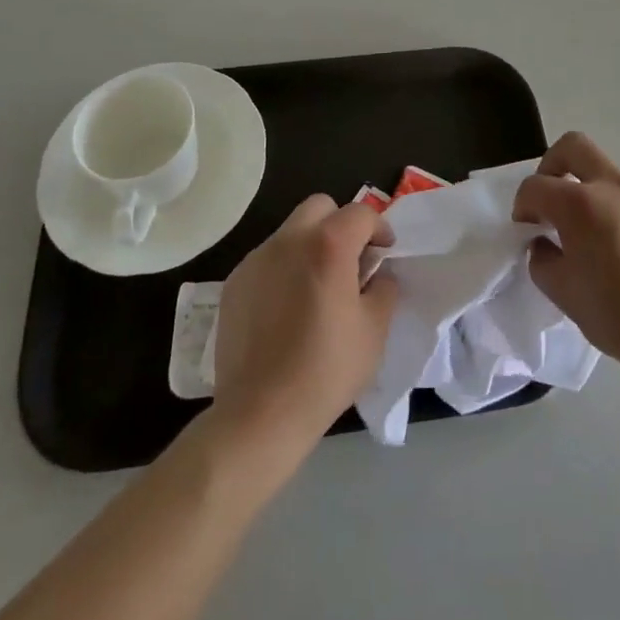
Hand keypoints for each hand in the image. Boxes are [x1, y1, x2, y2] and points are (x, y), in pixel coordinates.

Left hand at [212, 197, 397, 451]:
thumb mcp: (374, 331)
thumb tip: (378, 274)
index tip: (384, 252)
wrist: (260, 413)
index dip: (378, 228)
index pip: (360, 213)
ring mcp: (257, 258)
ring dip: (310, 245)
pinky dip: (284, 268)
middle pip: (320, 207)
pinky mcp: (235, 282)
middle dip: (340, 224)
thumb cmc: (326, 370)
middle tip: (350, 260)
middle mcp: (290, 240)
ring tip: (317, 287)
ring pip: (291, 231)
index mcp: (328, 245)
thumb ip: (383, 289)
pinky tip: (287, 309)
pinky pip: (267, 259)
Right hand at [513, 132, 619, 378]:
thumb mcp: (563, 293)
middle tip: (547, 203)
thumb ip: (542, 259)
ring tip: (582, 232)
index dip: (522, 206)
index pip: (535, 186)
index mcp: (580, 203)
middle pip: (573, 146)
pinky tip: (612, 246)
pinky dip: (608, 205)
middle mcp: (610, 186)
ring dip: (582, 187)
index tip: (525, 232)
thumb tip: (544, 244)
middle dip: (551, 166)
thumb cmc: (618, 316)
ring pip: (602, 170)